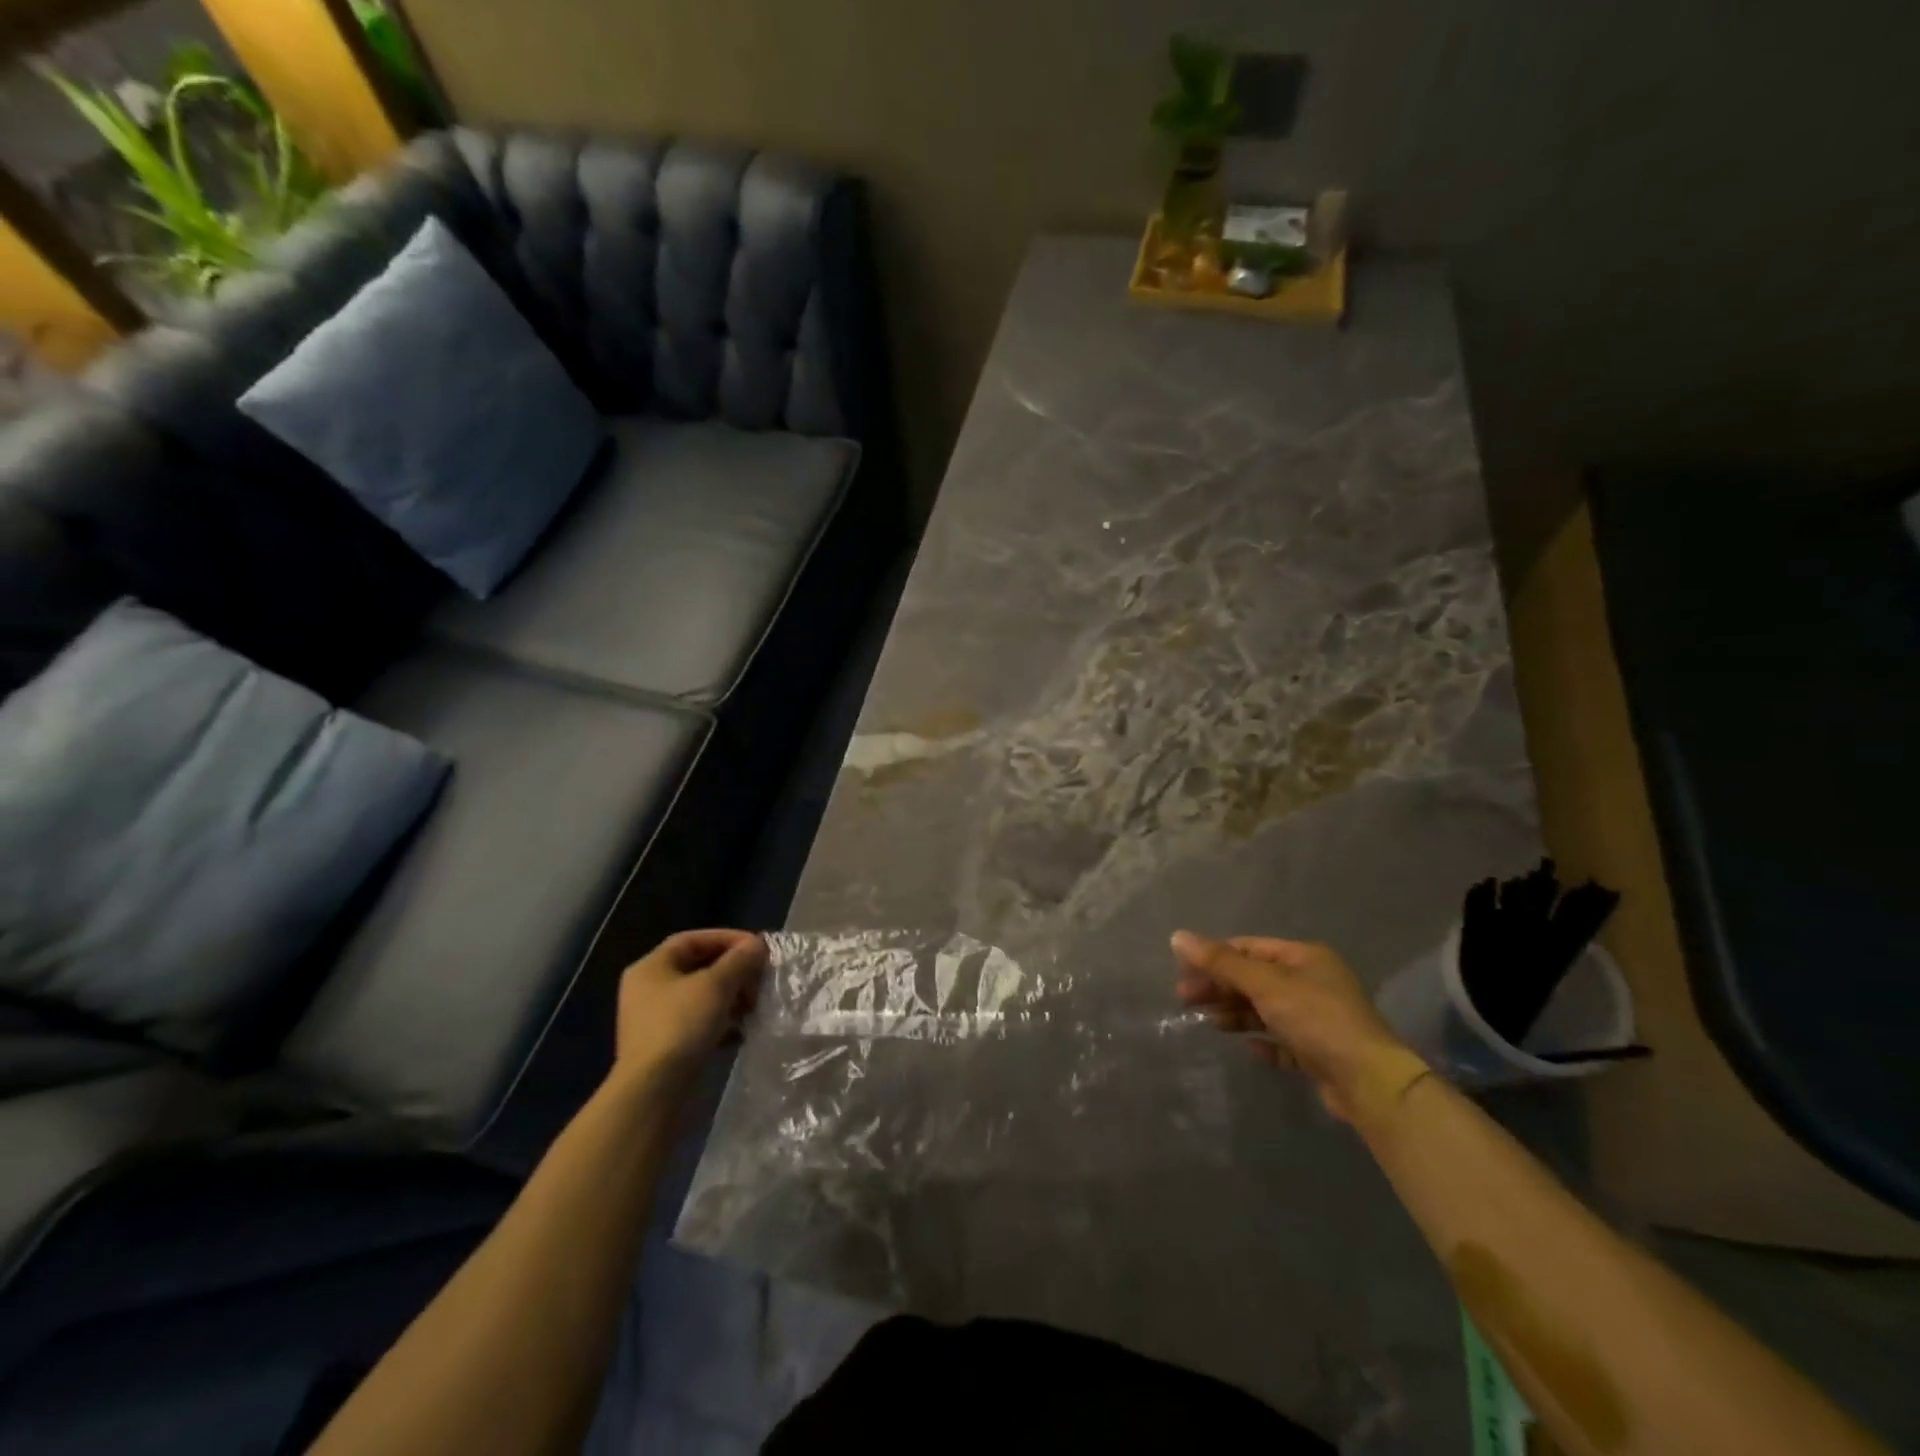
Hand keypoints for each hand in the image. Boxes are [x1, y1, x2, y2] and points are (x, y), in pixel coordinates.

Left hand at [615, 930, 766, 1086]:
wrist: (654, 1091)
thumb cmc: (681, 1026)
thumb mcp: (716, 985)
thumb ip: (739, 960)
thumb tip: (757, 944)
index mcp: (651, 967)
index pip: (693, 939)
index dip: (727, 938)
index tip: (756, 947)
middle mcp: (648, 989)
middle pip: (697, 967)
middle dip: (733, 970)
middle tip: (759, 978)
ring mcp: (654, 1020)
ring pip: (700, 997)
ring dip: (730, 997)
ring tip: (754, 1005)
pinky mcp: (664, 1046)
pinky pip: (698, 1022)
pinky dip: (721, 1021)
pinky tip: (741, 1030)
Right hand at [1172, 930, 1427, 1125]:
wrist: (1368, 1081)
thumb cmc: (1315, 1018)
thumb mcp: (1264, 984)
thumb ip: (1220, 962)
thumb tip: (1177, 936)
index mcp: (1304, 957)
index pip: (1249, 948)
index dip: (1215, 956)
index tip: (1184, 971)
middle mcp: (1313, 982)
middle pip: (1255, 978)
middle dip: (1220, 987)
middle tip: (1184, 999)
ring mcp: (1318, 1018)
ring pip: (1266, 1009)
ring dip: (1237, 1013)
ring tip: (1210, 1023)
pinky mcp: (1319, 1052)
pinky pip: (1282, 1041)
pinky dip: (1262, 1042)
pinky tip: (1247, 1047)